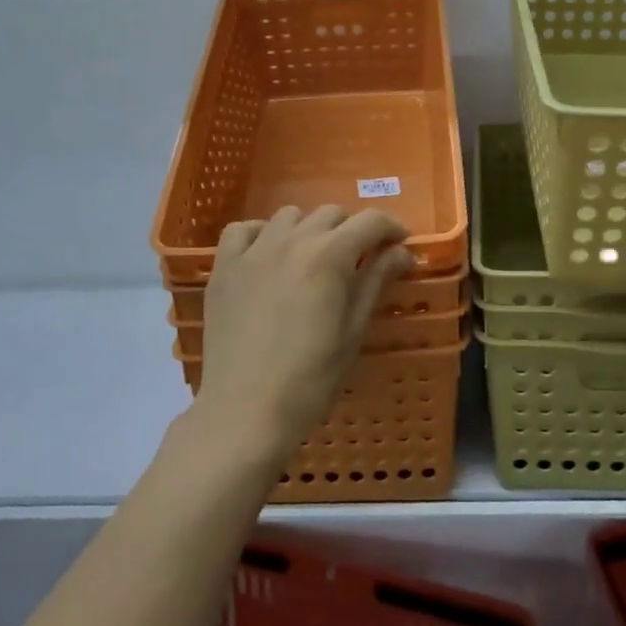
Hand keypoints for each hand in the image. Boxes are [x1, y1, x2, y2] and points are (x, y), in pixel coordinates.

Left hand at [196, 206, 413, 458]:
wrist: (246, 411)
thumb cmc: (311, 378)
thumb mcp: (353, 330)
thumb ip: (376, 281)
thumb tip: (402, 252)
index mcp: (330, 255)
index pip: (370, 221)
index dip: (391, 228)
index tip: (400, 244)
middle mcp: (292, 240)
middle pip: (331, 214)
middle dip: (351, 231)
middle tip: (357, 261)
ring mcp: (253, 250)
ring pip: (289, 216)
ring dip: (309, 230)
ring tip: (311, 260)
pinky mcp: (223, 267)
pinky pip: (243, 230)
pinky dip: (261, 234)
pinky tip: (267, 257)